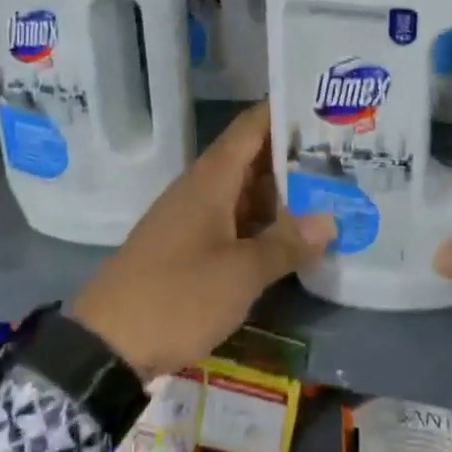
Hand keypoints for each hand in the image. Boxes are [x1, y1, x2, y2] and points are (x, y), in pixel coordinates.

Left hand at [70, 104, 332, 382]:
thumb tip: (330, 220)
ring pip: (247, 193)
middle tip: (346, 154)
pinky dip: (265, 223)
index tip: (326, 105)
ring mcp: (194, 219)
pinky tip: (295, 236)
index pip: (252, 127)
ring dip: (284, 193)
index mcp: (211, 179)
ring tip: (333, 190)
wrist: (106, 346)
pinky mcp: (190, 248)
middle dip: (296, 156)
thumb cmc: (177, 296)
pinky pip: (235, 221)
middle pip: (253, 158)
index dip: (285, 111)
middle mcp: (202, 189)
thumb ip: (286, 244)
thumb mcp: (240, 273)